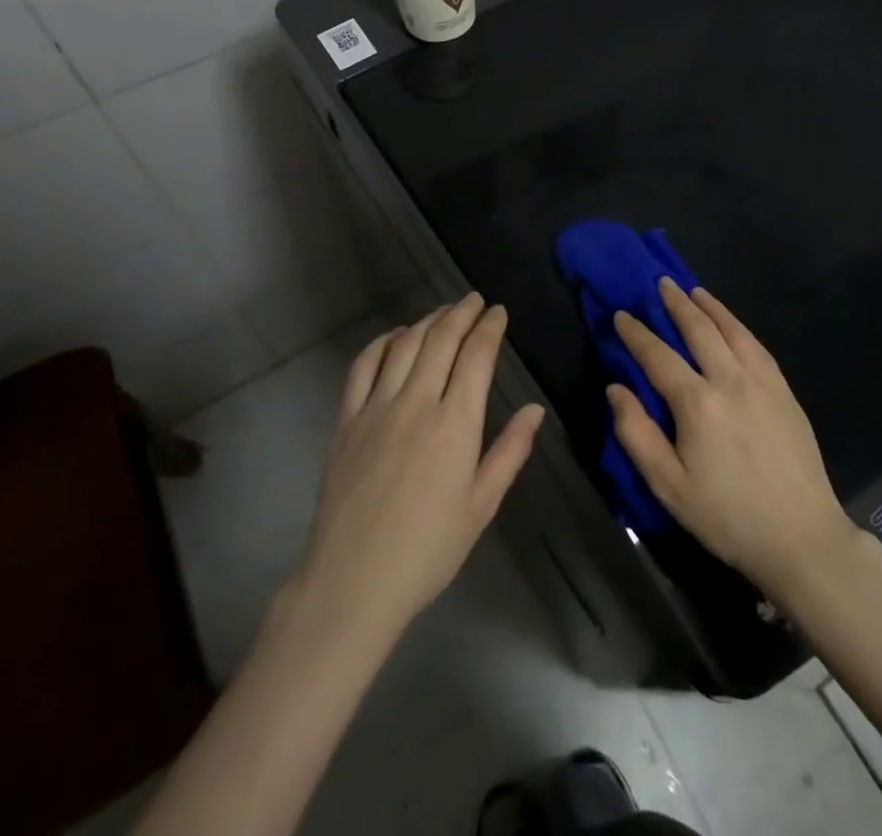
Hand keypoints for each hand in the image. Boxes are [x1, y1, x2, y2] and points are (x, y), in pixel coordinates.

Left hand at [290, 295, 544, 643]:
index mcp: (455, 424)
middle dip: (462, 312)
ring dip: (428, 320)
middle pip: (441, 339)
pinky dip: (382, 342)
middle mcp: (417, 402)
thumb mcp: (481, 506)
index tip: (498, 311)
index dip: (490, 327)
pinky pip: (364, 365)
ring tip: (444, 311)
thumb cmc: (427, 550)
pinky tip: (396, 336)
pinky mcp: (347, 419)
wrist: (353, 582)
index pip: (477, 355)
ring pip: (405, 344)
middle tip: (475, 300)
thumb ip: (509, 452)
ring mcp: (377, 407)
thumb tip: (534, 409)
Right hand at [609, 280, 859, 596]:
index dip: (636, 333)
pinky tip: (732, 324)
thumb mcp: (669, 487)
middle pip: (699, 330)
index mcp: (697, 403)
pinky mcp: (785, 392)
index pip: (658, 356)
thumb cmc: (728, 517)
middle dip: (676, 304)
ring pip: (732, 330)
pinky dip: (739, 326)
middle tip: (661, 283)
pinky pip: (757, 346)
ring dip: (710, 307)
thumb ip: (636, 434)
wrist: (802, 538)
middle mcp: (730, 380)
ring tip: (693, 291)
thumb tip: (616, 388)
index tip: (621, 315)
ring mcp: (762, 382)